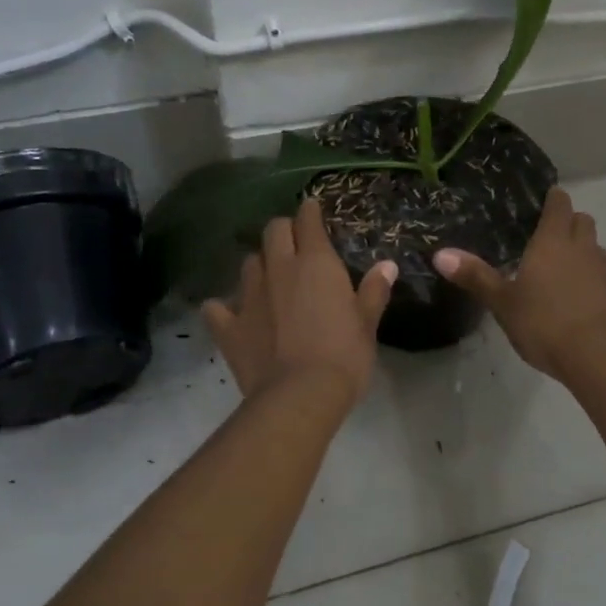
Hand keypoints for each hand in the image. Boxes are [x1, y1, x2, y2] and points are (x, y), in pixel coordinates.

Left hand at [204, 198, 396, 403]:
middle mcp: (279, 269)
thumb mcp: (367, 323)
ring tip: (269, 280)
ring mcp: (249, 296)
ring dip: (259, 266)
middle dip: (283, 231)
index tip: (312, 210)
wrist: (300, 395)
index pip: (308, 221)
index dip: (310, 212)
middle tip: (293, 244)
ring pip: (248, 264)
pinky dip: (223, 307)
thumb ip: (373, 290)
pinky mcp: (229, 326)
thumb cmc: (344, 356)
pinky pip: (217, 307)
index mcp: (315, 263)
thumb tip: (387, 265)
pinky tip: (230, 314)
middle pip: (273, 231)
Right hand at [433, 187, 605, 380]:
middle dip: (571, 224)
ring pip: (599, 253)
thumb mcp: (503, 303)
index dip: (554, 200)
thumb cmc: (545, 324)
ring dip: (586, 257)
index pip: (559, 205)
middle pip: (584, 223)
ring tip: (566, 275)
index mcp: (553, 243)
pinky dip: (599, 291)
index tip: (548, 200)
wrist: (602, 358)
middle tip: (552, 238)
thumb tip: (440, 253)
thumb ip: (475, 277)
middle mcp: (585, 251)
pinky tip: (587, 312)